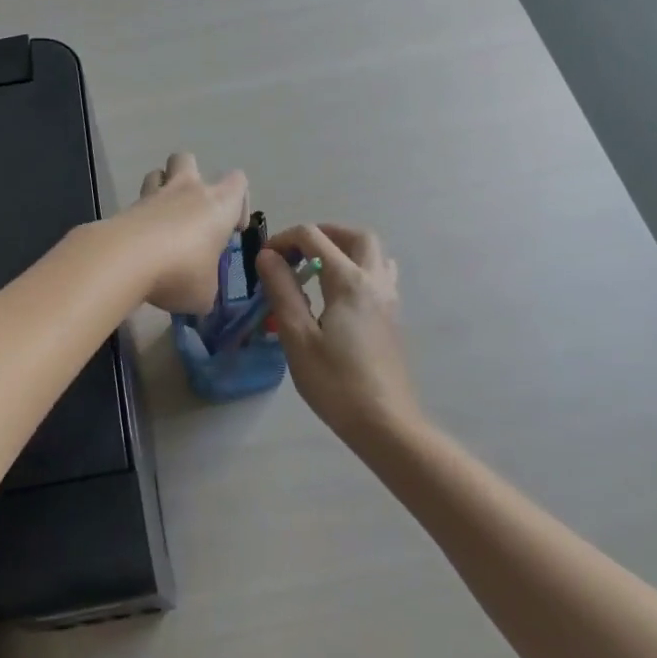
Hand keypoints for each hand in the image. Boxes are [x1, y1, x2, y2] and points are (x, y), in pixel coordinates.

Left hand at [123, 152, 249, 314]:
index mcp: (219, 204)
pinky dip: (140, 218)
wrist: (126, 260)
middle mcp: (187, 190)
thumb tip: (202, 295)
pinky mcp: (125, 208)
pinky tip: (140, 245)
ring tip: (162, 221)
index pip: (238, 182)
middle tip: (192, 212)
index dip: (239, 202)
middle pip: (188, 159)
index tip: (232, 229)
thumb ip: (207, 289)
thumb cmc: (181, 271)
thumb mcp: (204, 294)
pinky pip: (136, 203)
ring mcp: (153, 195)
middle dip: (191, 177)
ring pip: (157, 173)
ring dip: (160, 189)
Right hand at [256, 223, 424, 450]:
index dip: (284, 240)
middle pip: (355, 235)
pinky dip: (358, 268)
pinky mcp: (393, 317)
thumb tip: (267, 256)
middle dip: (323, 233)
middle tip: (296, 252)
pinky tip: (338, 295)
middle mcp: (374, 281)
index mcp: (349, 281)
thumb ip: (283, 290)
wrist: (385, 424)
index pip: (314, 237)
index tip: (264, 260)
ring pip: (374, 253)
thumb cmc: (336, 383)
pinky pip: (380, 274)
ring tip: (317, 269)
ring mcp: (389, 299)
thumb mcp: (298, 337)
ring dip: (345, 248)